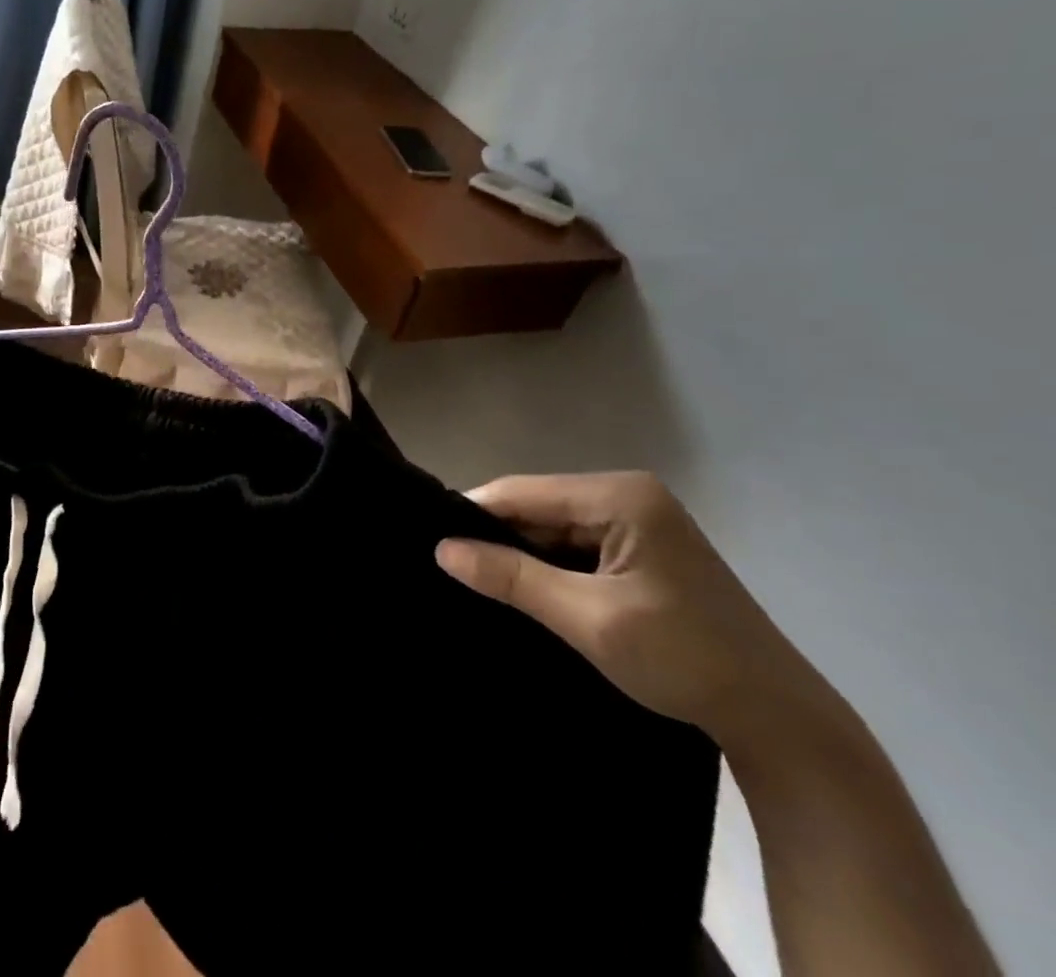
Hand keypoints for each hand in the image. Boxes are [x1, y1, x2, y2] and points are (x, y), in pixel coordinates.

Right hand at [436, 472, 819, 749]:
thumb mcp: (588, 619)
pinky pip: (575, 544)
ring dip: (523, 554)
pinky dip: (549, 565)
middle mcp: (628, 494)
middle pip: (538, 507)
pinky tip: (525, 585)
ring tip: (478, 578)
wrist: (783, 722)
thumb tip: (441, 550)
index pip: (523, 493)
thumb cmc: (685, 660)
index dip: (474, 515)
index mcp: (621, 496)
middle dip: (499, 537)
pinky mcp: (643, 547)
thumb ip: (512, 578)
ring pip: (553, 527)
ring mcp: (639, 519)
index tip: (432, 543)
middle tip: (453, 568)